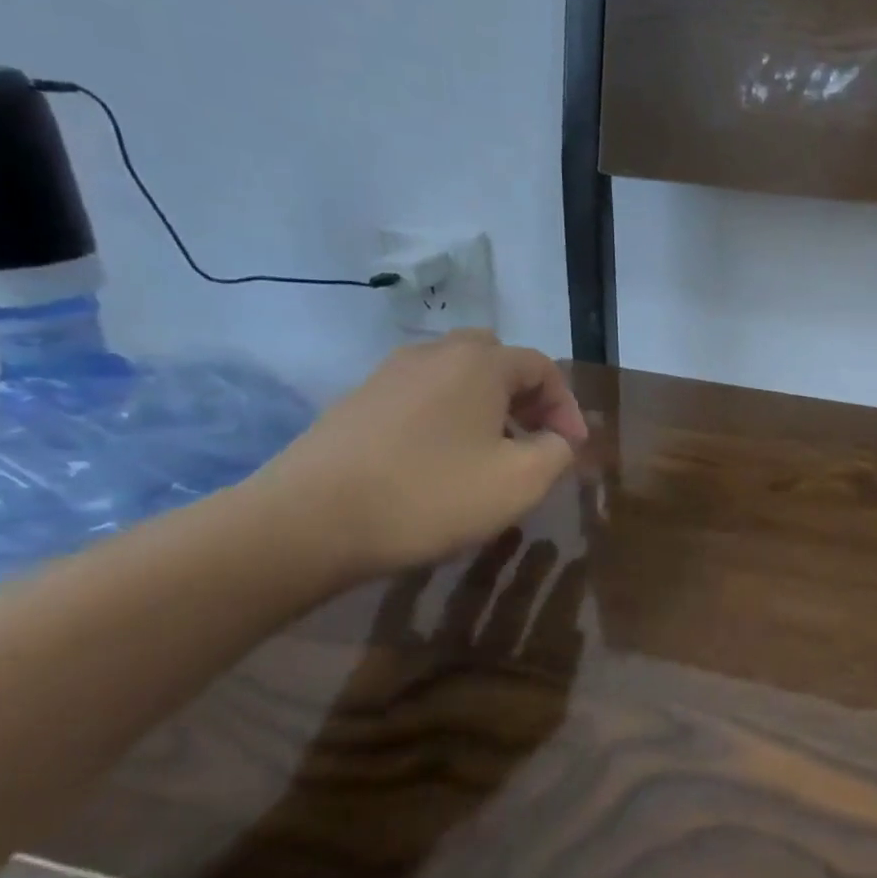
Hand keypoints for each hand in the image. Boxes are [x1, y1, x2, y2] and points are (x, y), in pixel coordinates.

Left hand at [253, 332, 587, 581]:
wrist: (305, 523)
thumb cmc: (429, 496)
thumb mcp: (520, 482)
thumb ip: (557, 453)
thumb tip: (556, 440)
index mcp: (480, 363)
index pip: (542, 367)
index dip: (566, 407)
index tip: (572, 449)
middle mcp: (434, 354)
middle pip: (495, 358)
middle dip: (524, 394)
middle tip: (533, 436)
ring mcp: (388, 375)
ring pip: (454, 375)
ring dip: (484, 405)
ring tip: (490, 452)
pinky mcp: (356, 403)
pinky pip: (420, 396)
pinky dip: (446, 416)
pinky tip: (439, 460)